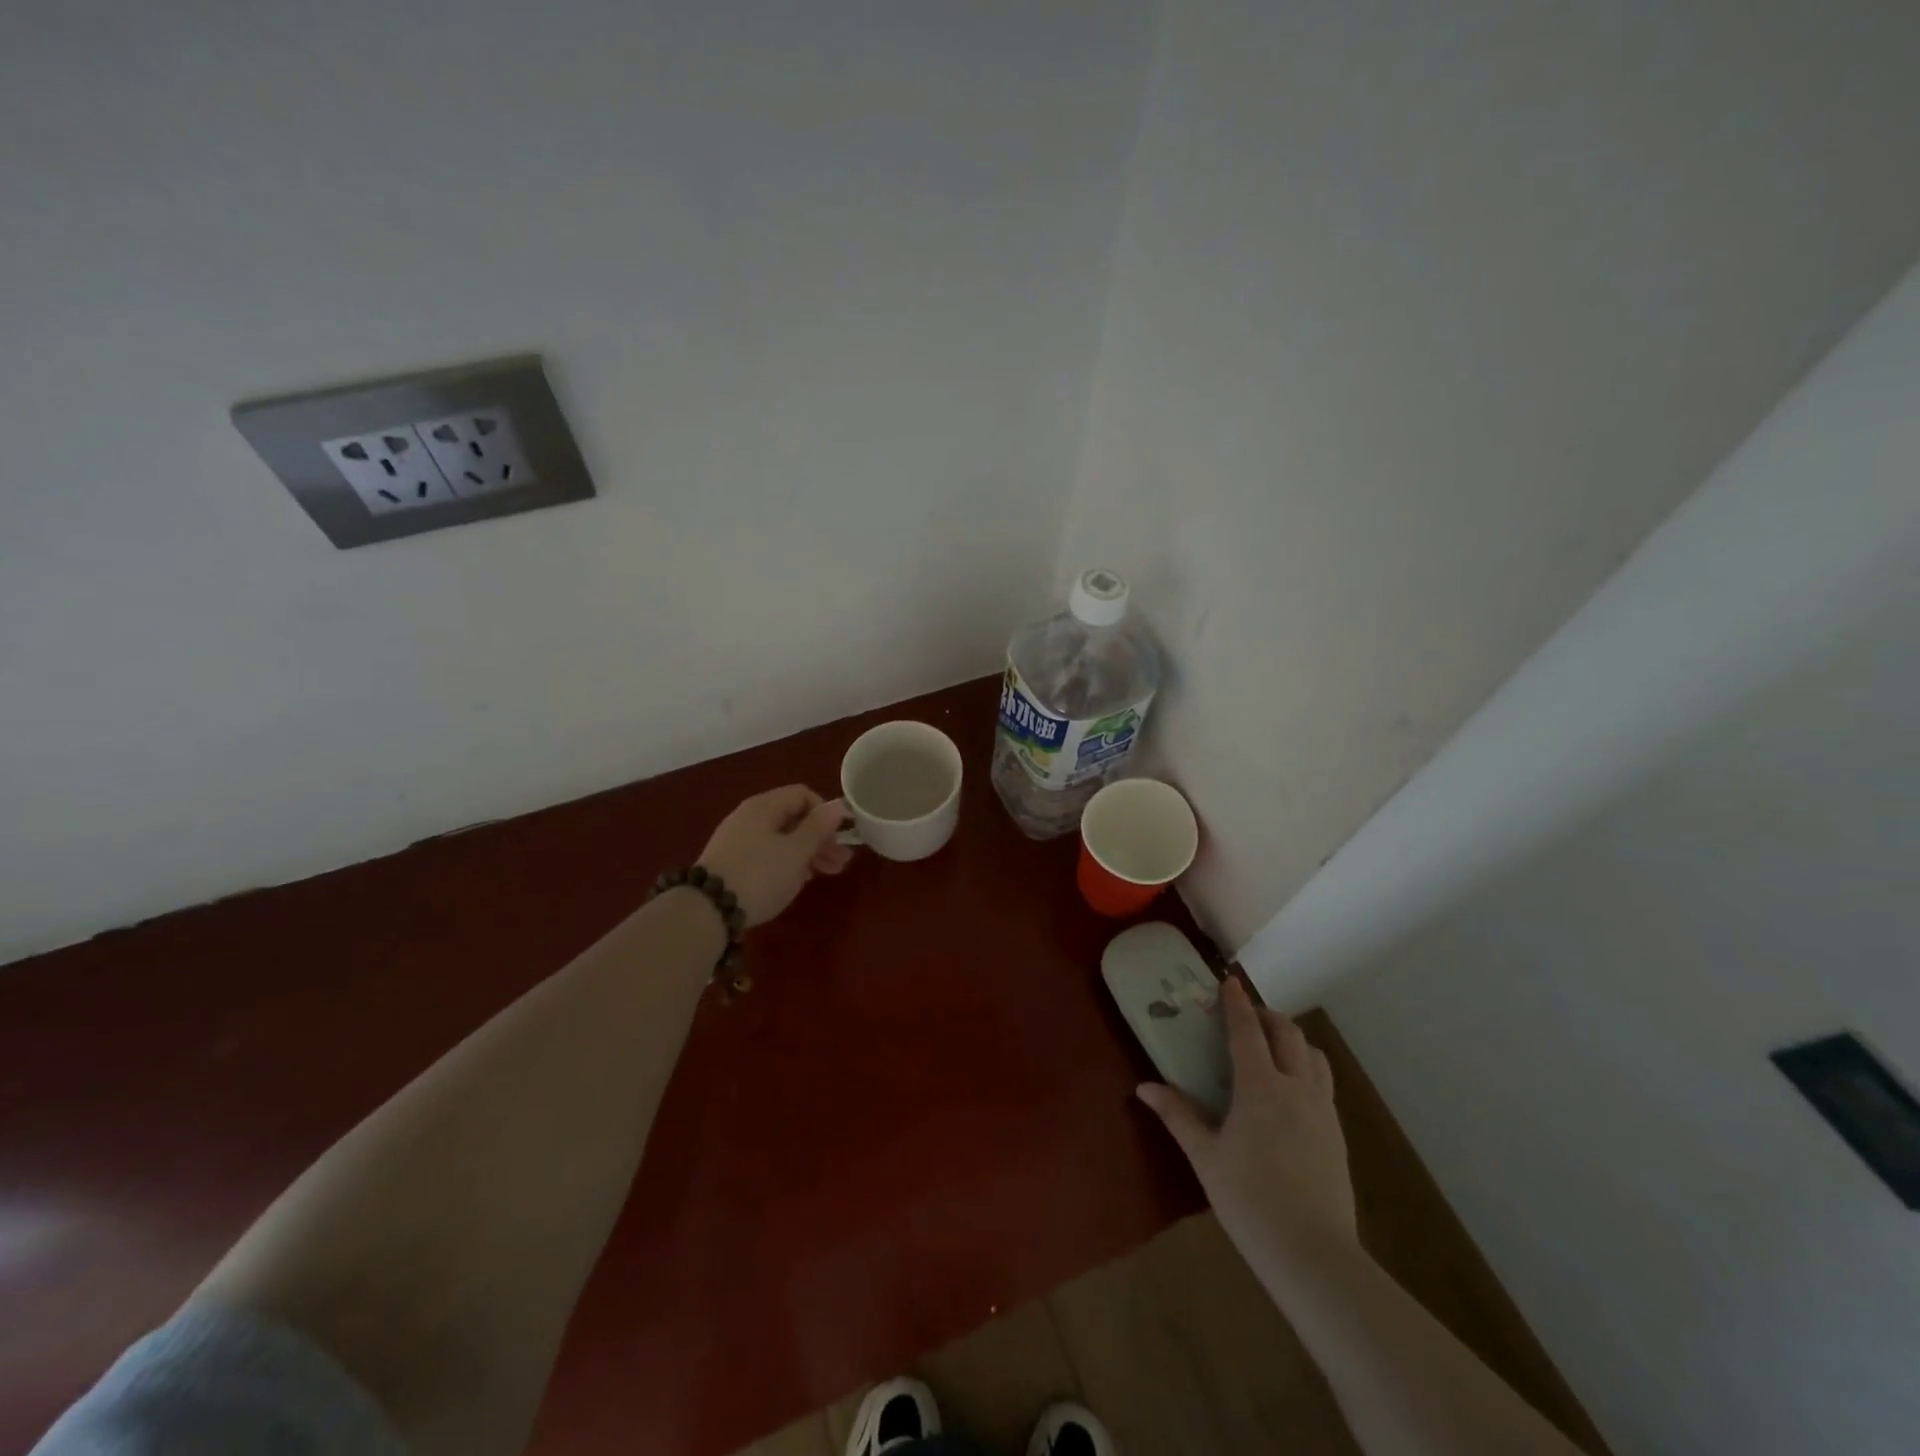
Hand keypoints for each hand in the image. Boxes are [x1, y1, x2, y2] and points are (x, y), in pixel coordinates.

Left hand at [696, 785, 851, 926]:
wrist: (706, 912)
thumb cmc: (759, 875)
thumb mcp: (796, 852)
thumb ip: (819, 828)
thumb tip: (838, 805)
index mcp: (764, 807)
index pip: (802, 794)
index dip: (825, 811)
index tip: (839, 836)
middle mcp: (749, 817)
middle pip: (793, 818)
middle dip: (821, 838)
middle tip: (842, 861)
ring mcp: (737, 841)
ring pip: (781, 839)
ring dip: (808, 853)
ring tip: (826, 874)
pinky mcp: (731, 864)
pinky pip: (767, 855)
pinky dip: (787, 864)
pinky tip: (798, 881)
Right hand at [1137, 978, 1358, 1280]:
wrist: (1315, 1256)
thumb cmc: (1250, 1202)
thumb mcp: (1206, 1158)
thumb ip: (1178, 1115)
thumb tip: (1144, 1088)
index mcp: (1259, 1087)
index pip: (1247, 1030)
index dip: (1236, 1002)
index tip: (1228, 981)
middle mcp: (1295, 1087)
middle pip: (1287, 1033)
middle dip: (1266, 1016)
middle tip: (1246, 1018)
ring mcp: (1322, 1110)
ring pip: (1314, 1055)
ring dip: (1292, 1040)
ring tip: (1272, 1048)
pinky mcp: (1337, 1134)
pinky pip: (1324, 1083)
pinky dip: (1307, 1067)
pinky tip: (1292, 1090)